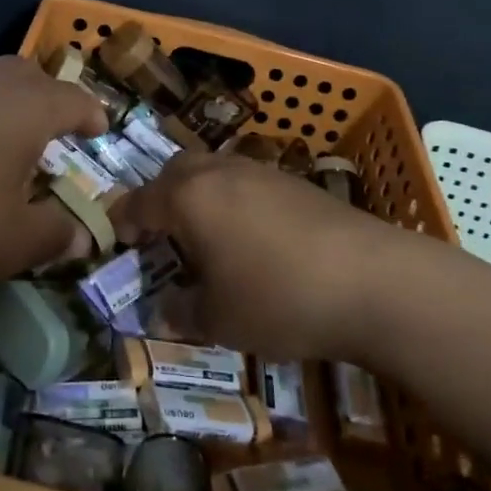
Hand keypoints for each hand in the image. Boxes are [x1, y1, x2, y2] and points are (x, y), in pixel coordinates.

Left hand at [0, 57, 106, 306]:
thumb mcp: (9, 245)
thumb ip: (54, 235)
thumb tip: (82, 234)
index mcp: (25, 108)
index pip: (74, 98)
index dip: (91, 115)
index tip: (98, 132)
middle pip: (28, 76)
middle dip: (47, 100)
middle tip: (51, 137)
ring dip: (1, 104)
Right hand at [111, 153, 419, 360]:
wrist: (373, 280)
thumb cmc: (279, 298)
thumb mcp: (220, 319)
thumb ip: (182, 312)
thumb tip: (162, 311)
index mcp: (189, 197)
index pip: (139, 202)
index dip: (122, 222)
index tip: (117, 242)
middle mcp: (219, 171)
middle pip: (174, 172)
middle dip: (160, 198)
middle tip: (161, 235)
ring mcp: (261, 171)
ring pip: (213, 170)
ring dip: (199, 195)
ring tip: (206, 237)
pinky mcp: (295, 181)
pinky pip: (246, 180)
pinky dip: (233, 199)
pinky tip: (252, 237)